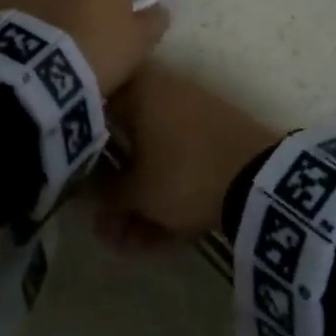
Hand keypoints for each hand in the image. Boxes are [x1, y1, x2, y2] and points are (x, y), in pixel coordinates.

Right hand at [95, 66, 280, 248]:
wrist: (260, 177)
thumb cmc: (185, 173)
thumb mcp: (137, 191)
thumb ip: (103, 192)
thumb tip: (82, 190)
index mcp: (140, 89)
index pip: (98, 107)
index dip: (82, 149)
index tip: (75, 181)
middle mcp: (165, 92)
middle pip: (125, 142)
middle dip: (114, 191)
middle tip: (107, 231)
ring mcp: (193, 114)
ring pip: (153, 158)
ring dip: (139, 202)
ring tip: (129, 246)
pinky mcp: (215, 136)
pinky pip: (179, 164)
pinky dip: (167, 197)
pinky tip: (158, 239)